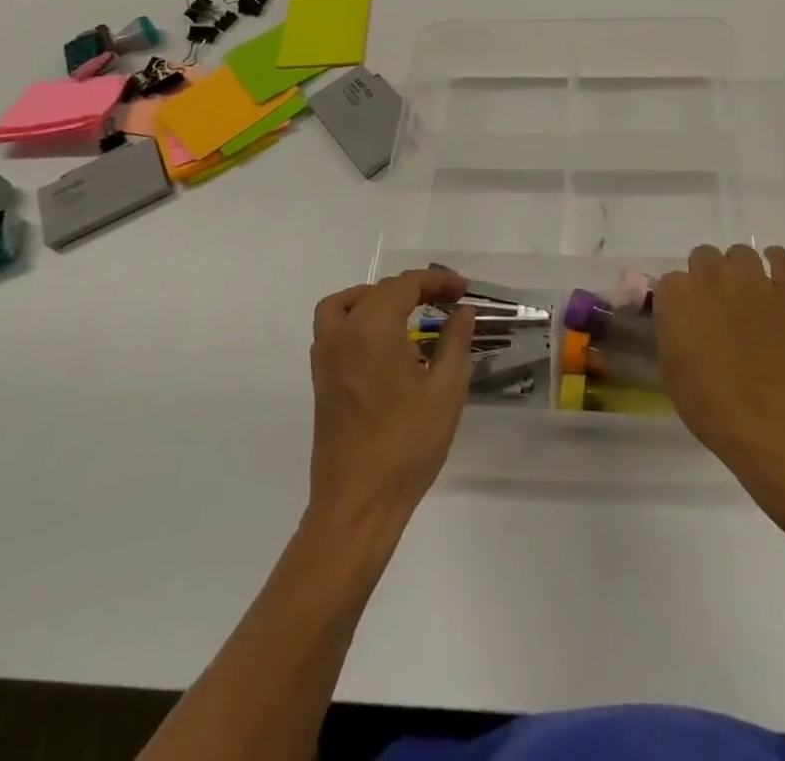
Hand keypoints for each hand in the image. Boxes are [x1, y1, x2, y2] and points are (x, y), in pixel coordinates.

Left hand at [308, 268, 476, 522]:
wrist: (357, 503)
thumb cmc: (407, 444)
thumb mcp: (446, 390)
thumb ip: (455, 342)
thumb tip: (462, 311)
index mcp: (373, 328)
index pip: (405, 285)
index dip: (437, 281)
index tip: (464, 290)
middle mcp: (343, 333)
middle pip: (377, 291)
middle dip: (414, 288)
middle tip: (447, 301)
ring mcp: (325, 357)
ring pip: (346, 304)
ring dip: (376, 298)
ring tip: (406, 310)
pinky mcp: (320, 380)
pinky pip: (333, 328)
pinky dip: (356, 319)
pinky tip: (382, 343)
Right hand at [656, 244, 784, 507]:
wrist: (770, 422)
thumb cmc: (710, 404)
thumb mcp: (671, 370)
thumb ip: (672, 332)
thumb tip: (681, 322)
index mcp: (676, 296)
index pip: (671, 282)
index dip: (680, 301)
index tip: (688, 320)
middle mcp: (710, 276)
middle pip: (704, 257)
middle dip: (707, 278)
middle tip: (717, 308)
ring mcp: (751, 280)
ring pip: (741, 253)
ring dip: (739, 270)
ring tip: (746, 297)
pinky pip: (781, 257)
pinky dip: (776, 261)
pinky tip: (775, 277)